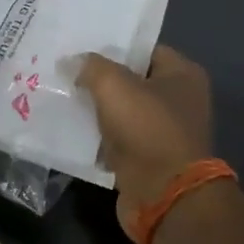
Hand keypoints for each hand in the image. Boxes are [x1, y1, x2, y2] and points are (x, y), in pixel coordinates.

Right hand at [77, 46, 215, 236]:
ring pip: (120, 111)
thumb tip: (71, 61)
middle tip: (63, 70)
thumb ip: (90, 66)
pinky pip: (116, 138)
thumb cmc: (147, 129)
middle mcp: (178, 100)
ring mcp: (163, 132)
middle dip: (99, 78)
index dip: (113, 46)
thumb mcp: (114, 85)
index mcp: (182, 74)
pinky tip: (69, 127)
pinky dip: (96, 136)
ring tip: (60, 96)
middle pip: (131, 80)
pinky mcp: (147, 159)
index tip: (80, 46)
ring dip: (95, 108)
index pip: (143, 49)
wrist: (164, 196)